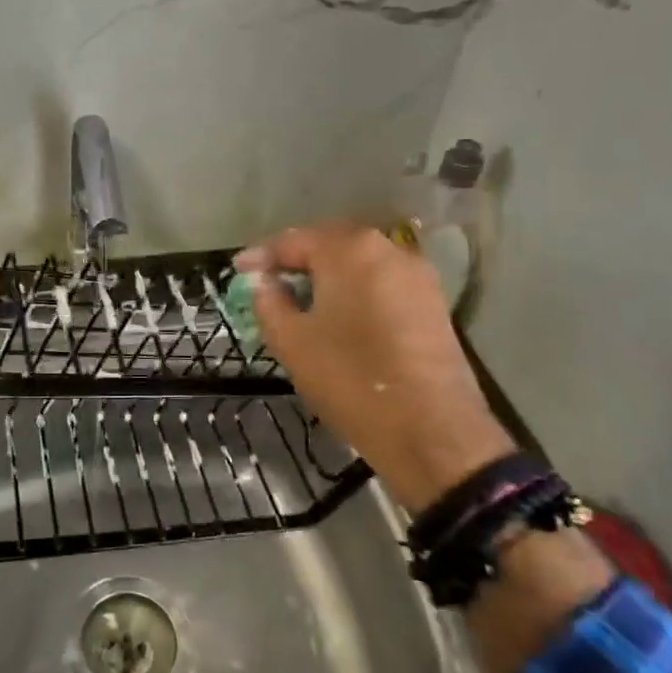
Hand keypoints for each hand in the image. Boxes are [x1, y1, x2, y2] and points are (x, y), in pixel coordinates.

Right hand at [238, 223, 511, 512]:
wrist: (431, 431)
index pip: (293, 241)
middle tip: (268, 281)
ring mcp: (417, 276)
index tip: (239, 271)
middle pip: (330, 245)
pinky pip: (381, 284)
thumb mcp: (291, 341)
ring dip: (327, 276)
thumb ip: (268, 301)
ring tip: (301, 299)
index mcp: (349, 250)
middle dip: (297, 260)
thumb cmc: (350, 379)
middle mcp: (387, 249)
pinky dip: (355, 291)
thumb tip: (262, 281)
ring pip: (359, 264)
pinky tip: (339, 315)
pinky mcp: (432, 303)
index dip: (262, 256)